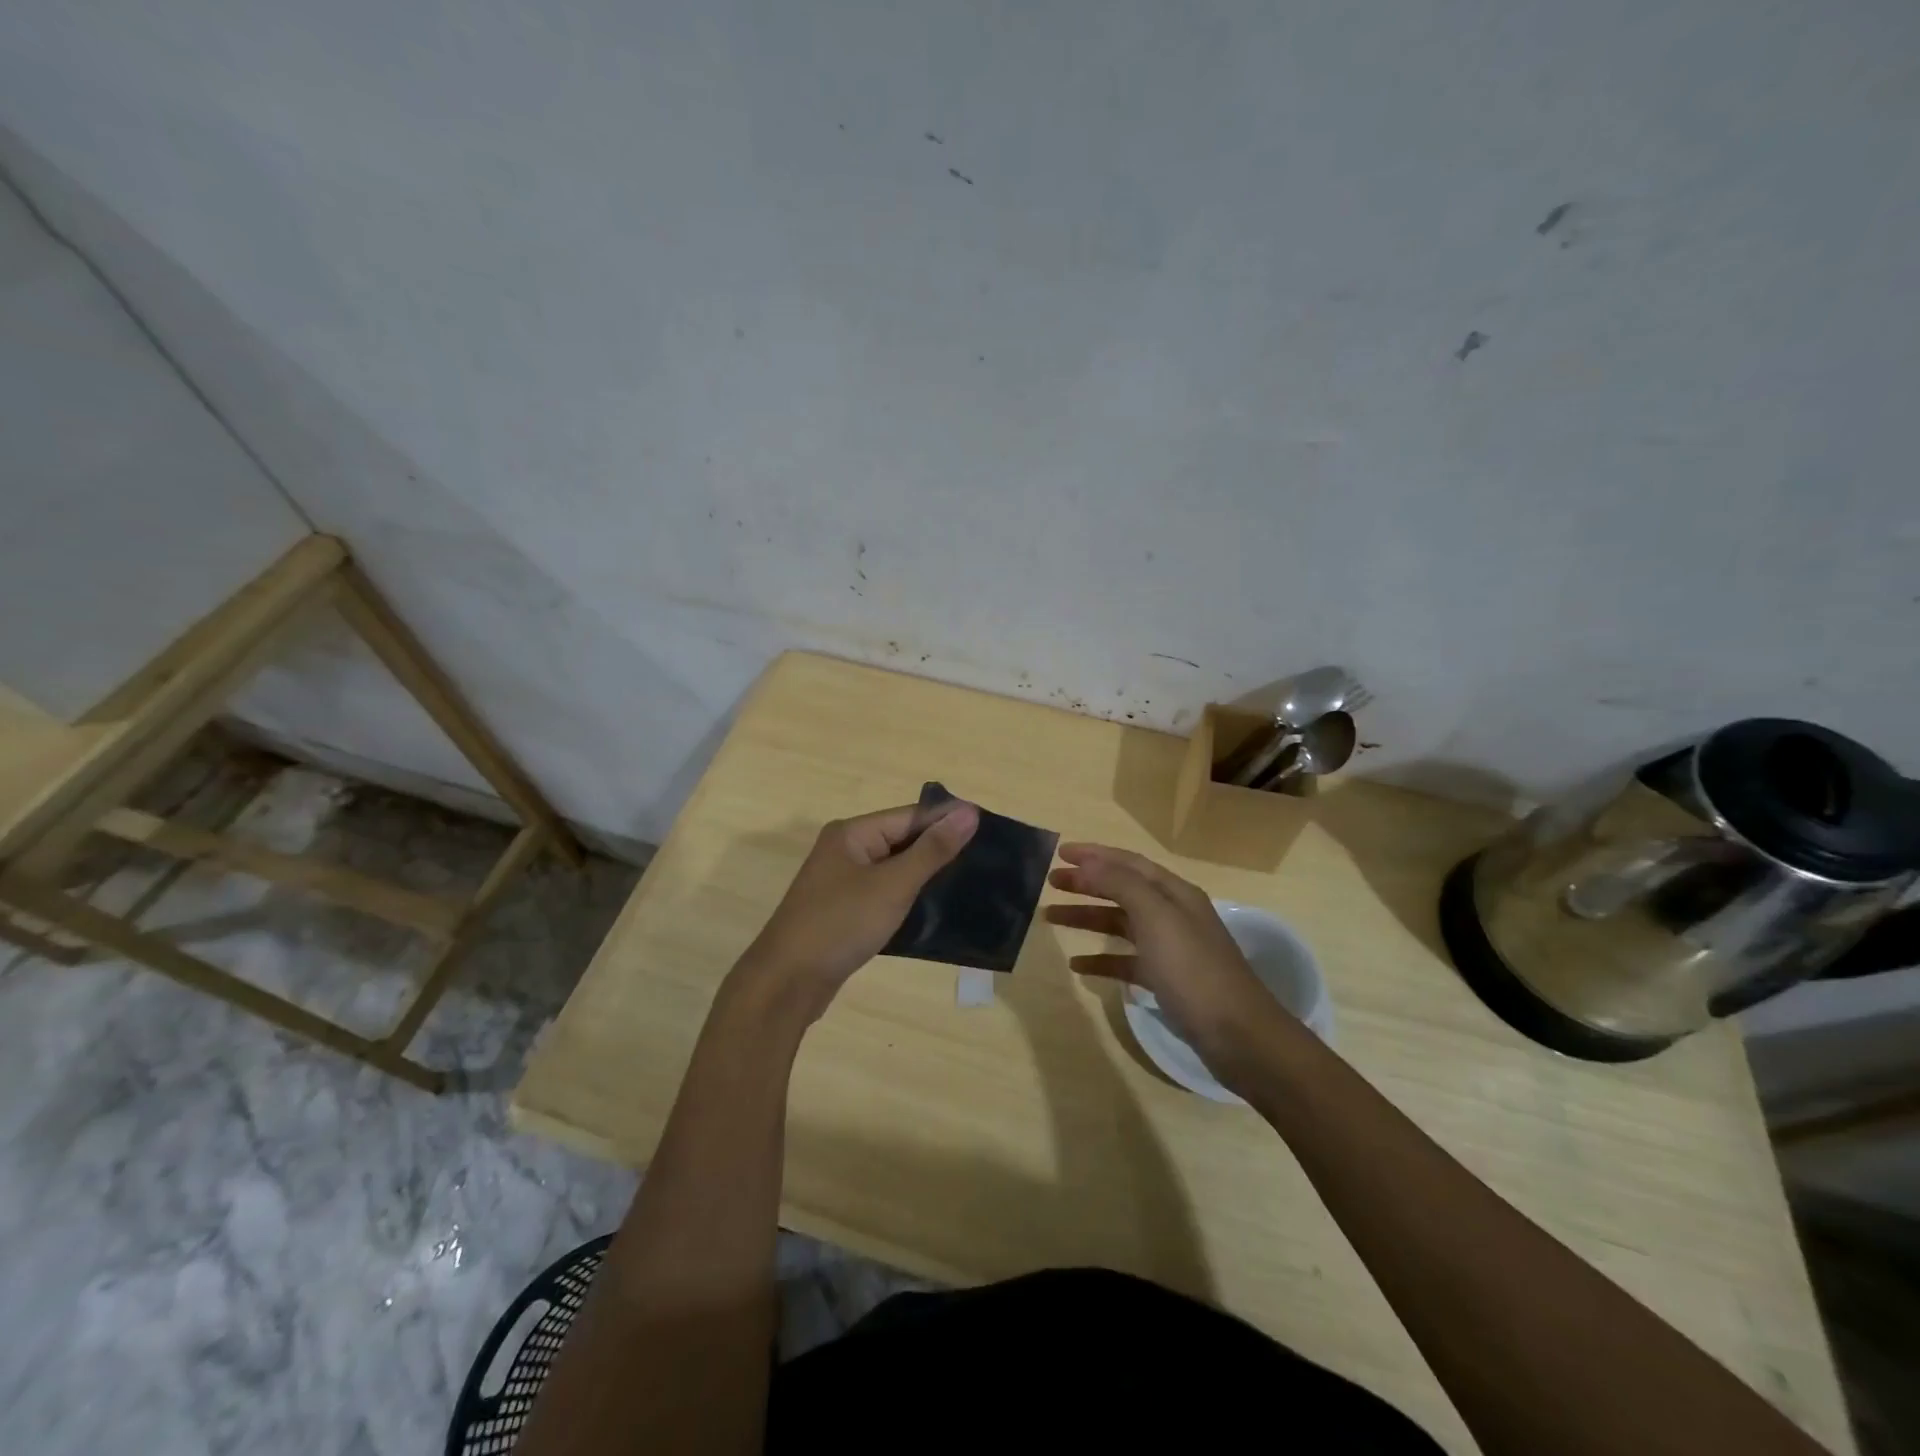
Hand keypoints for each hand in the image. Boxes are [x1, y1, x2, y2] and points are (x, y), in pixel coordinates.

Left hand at [733, 800, 979, 1021]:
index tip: (988, 828)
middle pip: (902, 841)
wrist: (786, 983)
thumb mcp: (892, 885)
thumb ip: (932, 850)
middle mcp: (845, 851)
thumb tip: (969, 813)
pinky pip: (884, 895)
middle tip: (986, 858)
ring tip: (970, 882)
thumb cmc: (840, 924)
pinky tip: (937, 909)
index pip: (910, 816)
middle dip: (939, 849)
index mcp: (852, 833)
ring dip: (926, 876)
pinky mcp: (845, 912)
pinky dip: (908, 899)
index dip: (947, 821)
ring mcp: (842, 883)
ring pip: (894, 870)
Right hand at [1046, 843, 1291, 1082]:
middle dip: (1087, 883)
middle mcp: (1173, 914)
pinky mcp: (1166, 981)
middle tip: (1051, 882)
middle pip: (1122, 890)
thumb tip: (1089, 861)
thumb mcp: (1156, 918)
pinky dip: (1101, 960)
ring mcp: (1170, 949)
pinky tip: (1077, 966)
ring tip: (1051, 917)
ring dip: (1088, 918)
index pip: (1128, 863)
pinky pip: (1126, 961)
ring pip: (1120, 924)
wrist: (1238, 1035)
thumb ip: (1121, 884)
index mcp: (1174, 893)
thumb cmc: (1193, 970)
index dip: (1094, 855)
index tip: (1060, 853)